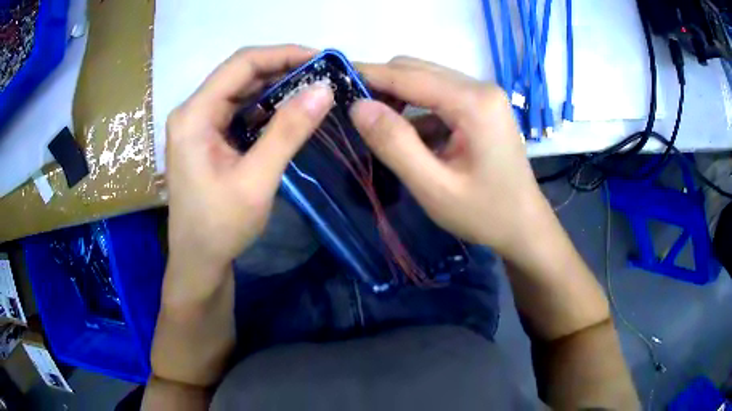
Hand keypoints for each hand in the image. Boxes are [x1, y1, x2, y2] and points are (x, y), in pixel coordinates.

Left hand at [165, 45, 333, 303]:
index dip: (283, 54)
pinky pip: (239, 111)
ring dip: (277, 88)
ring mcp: (199, 124)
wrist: (199, 261)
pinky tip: (290, 112)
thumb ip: (288, 131)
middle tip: (323, 75)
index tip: (321, 58)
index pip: (241, 65)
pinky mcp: (207, 137)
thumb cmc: (220, 227)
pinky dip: (266, 108)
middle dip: (283, 70)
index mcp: (194, 115)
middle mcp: (193, 111)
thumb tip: (324, 89)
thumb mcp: (256, 180)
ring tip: (314, 90)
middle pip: (240, 74)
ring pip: (241, 90)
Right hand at [350, 57, 548, 257]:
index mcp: (474, 102)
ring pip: (426, 80)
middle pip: (417, 69)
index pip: (408, 75)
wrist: (524, 226)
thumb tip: (358, 106)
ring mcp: (483, 96)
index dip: (367, 74)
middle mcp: (480, 88)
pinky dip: (417, 110)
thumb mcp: (434, 188)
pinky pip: (439, 96)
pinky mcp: (482, 107)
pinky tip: (411, 138)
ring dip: (398, 97)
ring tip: (377, 127)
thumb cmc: (485, 214)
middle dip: (381, 85)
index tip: (332, 81)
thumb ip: (395, 144)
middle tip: (352, 112)